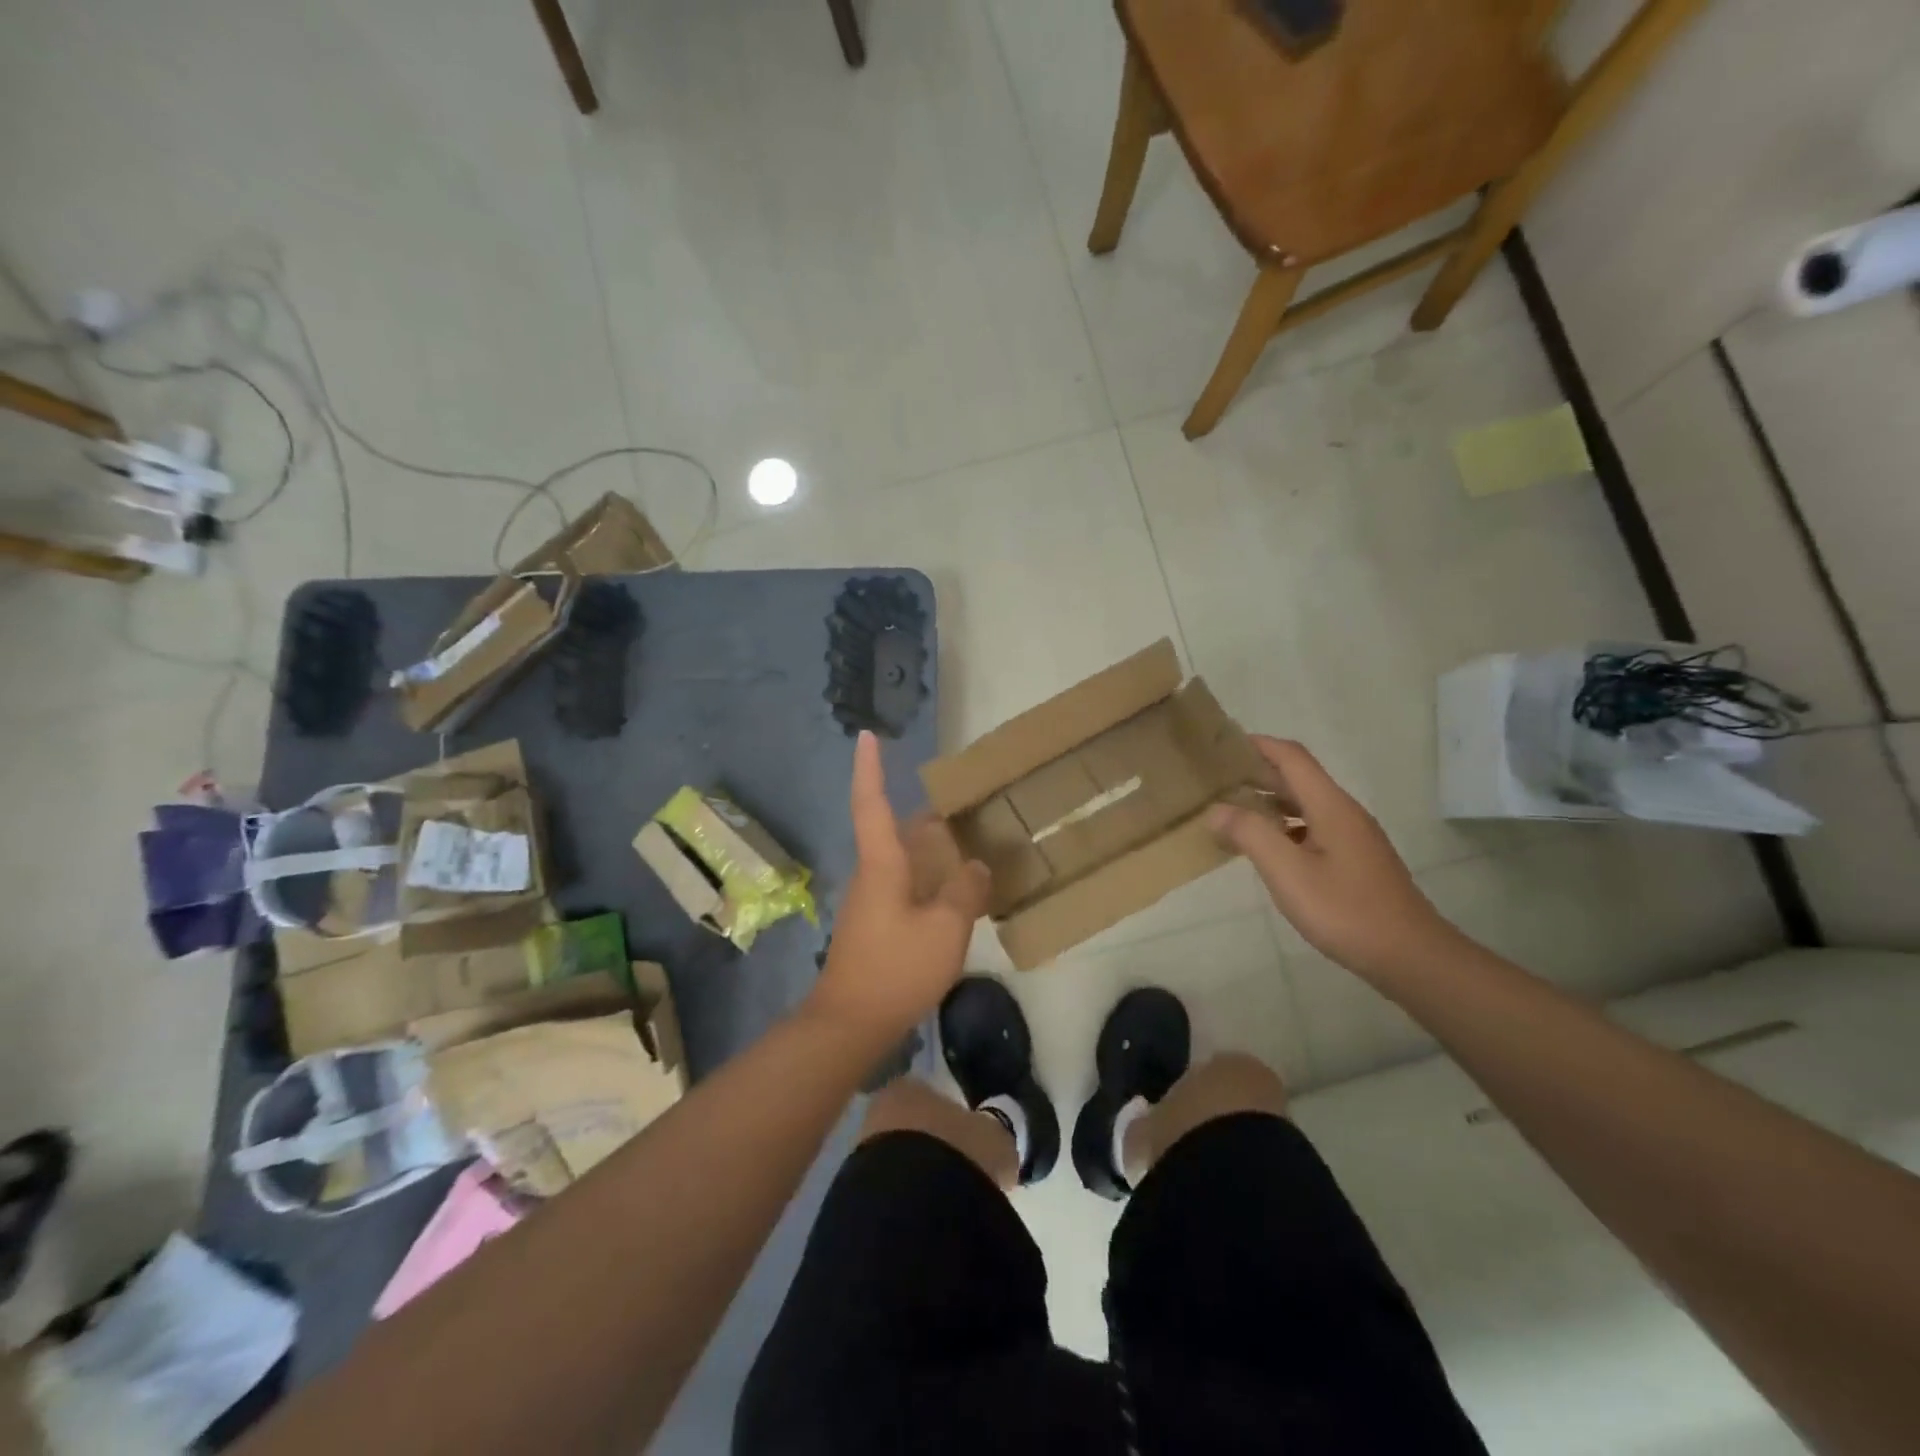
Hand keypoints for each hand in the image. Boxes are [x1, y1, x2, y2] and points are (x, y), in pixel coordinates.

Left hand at [804, 732, 990, 1045]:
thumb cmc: (896, 967)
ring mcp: (871, 902)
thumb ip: (965, 891)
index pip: (871, 804)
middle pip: (896, 832)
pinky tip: (957, 895)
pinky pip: (906, 888)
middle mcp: (872, 875)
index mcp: (882, 864)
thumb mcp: (945, 928)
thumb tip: (975, 866)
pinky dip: (930, 881)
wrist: (851, 1023)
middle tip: (965, 807)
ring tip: (970, 848)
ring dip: (931, 851)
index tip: (867, 736)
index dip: (869, 769)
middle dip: (927, 817)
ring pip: (903, 862)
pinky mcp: (877, 926)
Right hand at [1208, 737, 1460, 980]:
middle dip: (1257, 773)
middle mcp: (1343, 812)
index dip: (1258, 745)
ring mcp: (1352, 837)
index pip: (1292, 757)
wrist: (1410, 956)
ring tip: (1232, 810)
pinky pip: (1312, 828)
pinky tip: (1266, 848)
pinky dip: (1284, 827)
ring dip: (1269, 801)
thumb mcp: (1288, 873)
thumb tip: (1216, 809)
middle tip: (1216, 779)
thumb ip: (1251, 835)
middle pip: (1298, 778)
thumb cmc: (1345, 910)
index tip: (1222, 744)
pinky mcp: (1354, 860)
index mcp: (1330, 806)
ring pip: (1305, 805)